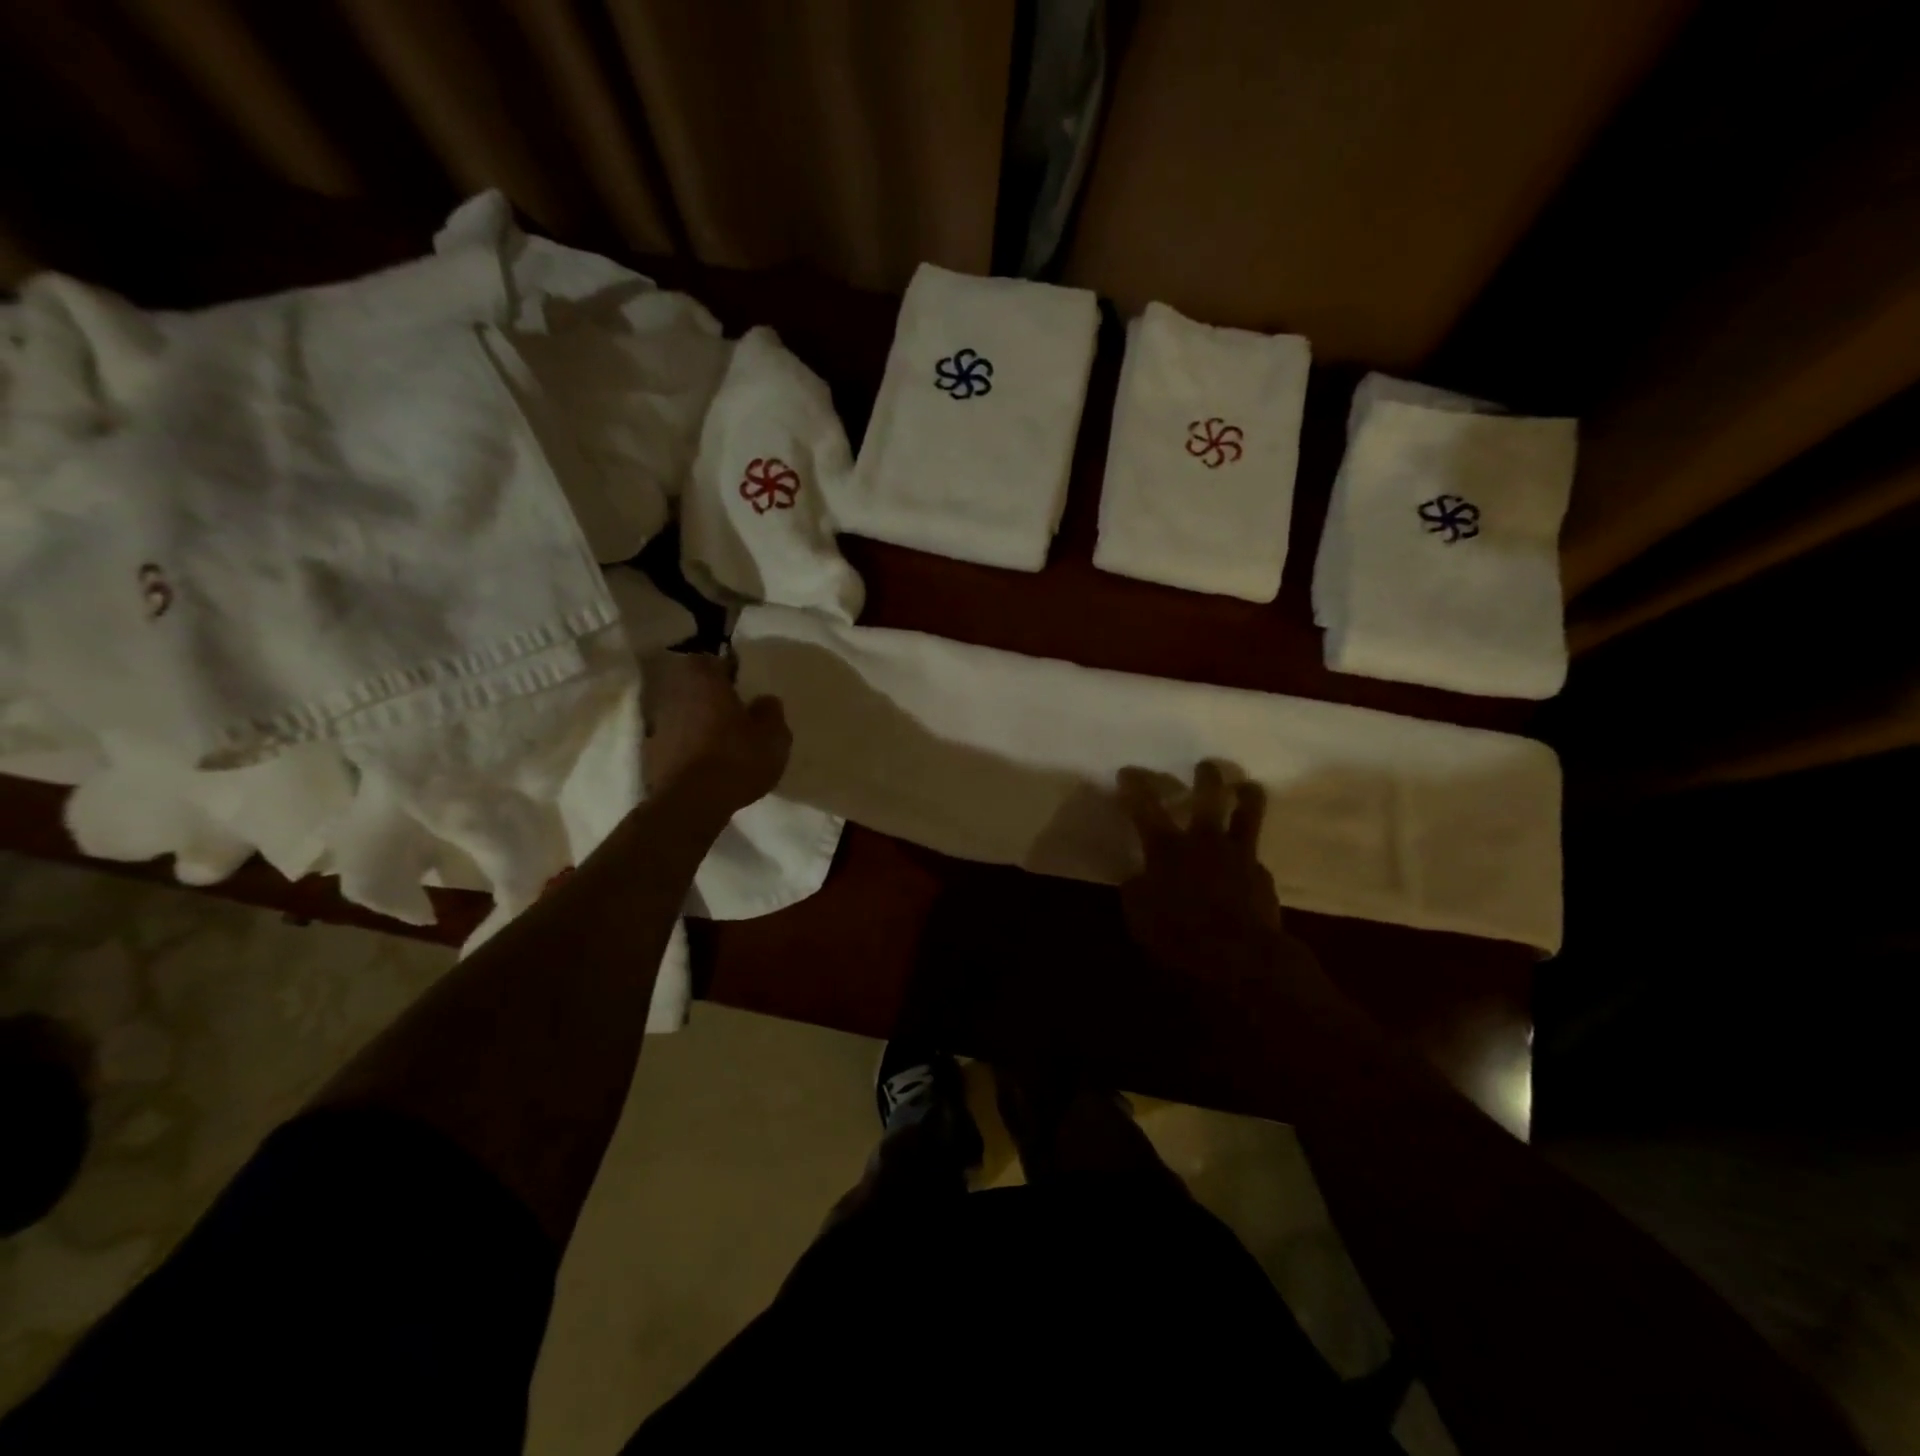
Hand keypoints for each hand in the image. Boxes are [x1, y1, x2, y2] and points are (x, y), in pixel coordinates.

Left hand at [641, 651, 790, 810]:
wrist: (691, 803)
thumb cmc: (736, 758)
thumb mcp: (773, 735)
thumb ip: (771, 712)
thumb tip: (765, 701)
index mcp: (703, 680)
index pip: (710, 660)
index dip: (726, 670)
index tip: (741, 684)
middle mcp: (674, 695)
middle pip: (692, 687)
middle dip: (710, 697)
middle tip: (733, 712)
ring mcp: (658, 725)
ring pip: (682, 714)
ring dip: (697, 722)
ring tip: (720, 741)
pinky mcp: (651, 755)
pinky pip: (674, 742)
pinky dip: (687, 747)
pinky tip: (705, 763)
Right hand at [1118, 761, 1303, 991]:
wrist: (1241, 958)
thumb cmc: (1179, 935)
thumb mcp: (1139, 915)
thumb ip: (1137, 889)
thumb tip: (1138, 877)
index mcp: (1167, 848)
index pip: (1145, 807)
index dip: (1135, 787)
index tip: (1127, 772)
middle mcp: (1205, 842)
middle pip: (1208, 797)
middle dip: (1206, 777)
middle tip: (1205, 765)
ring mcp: (1239, 856)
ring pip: (1247, 815)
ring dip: (1247, 796)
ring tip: (1249, 786)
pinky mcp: (1263, 877)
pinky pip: (1255, 859)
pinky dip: (1249, 858)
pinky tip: (1248, 866)